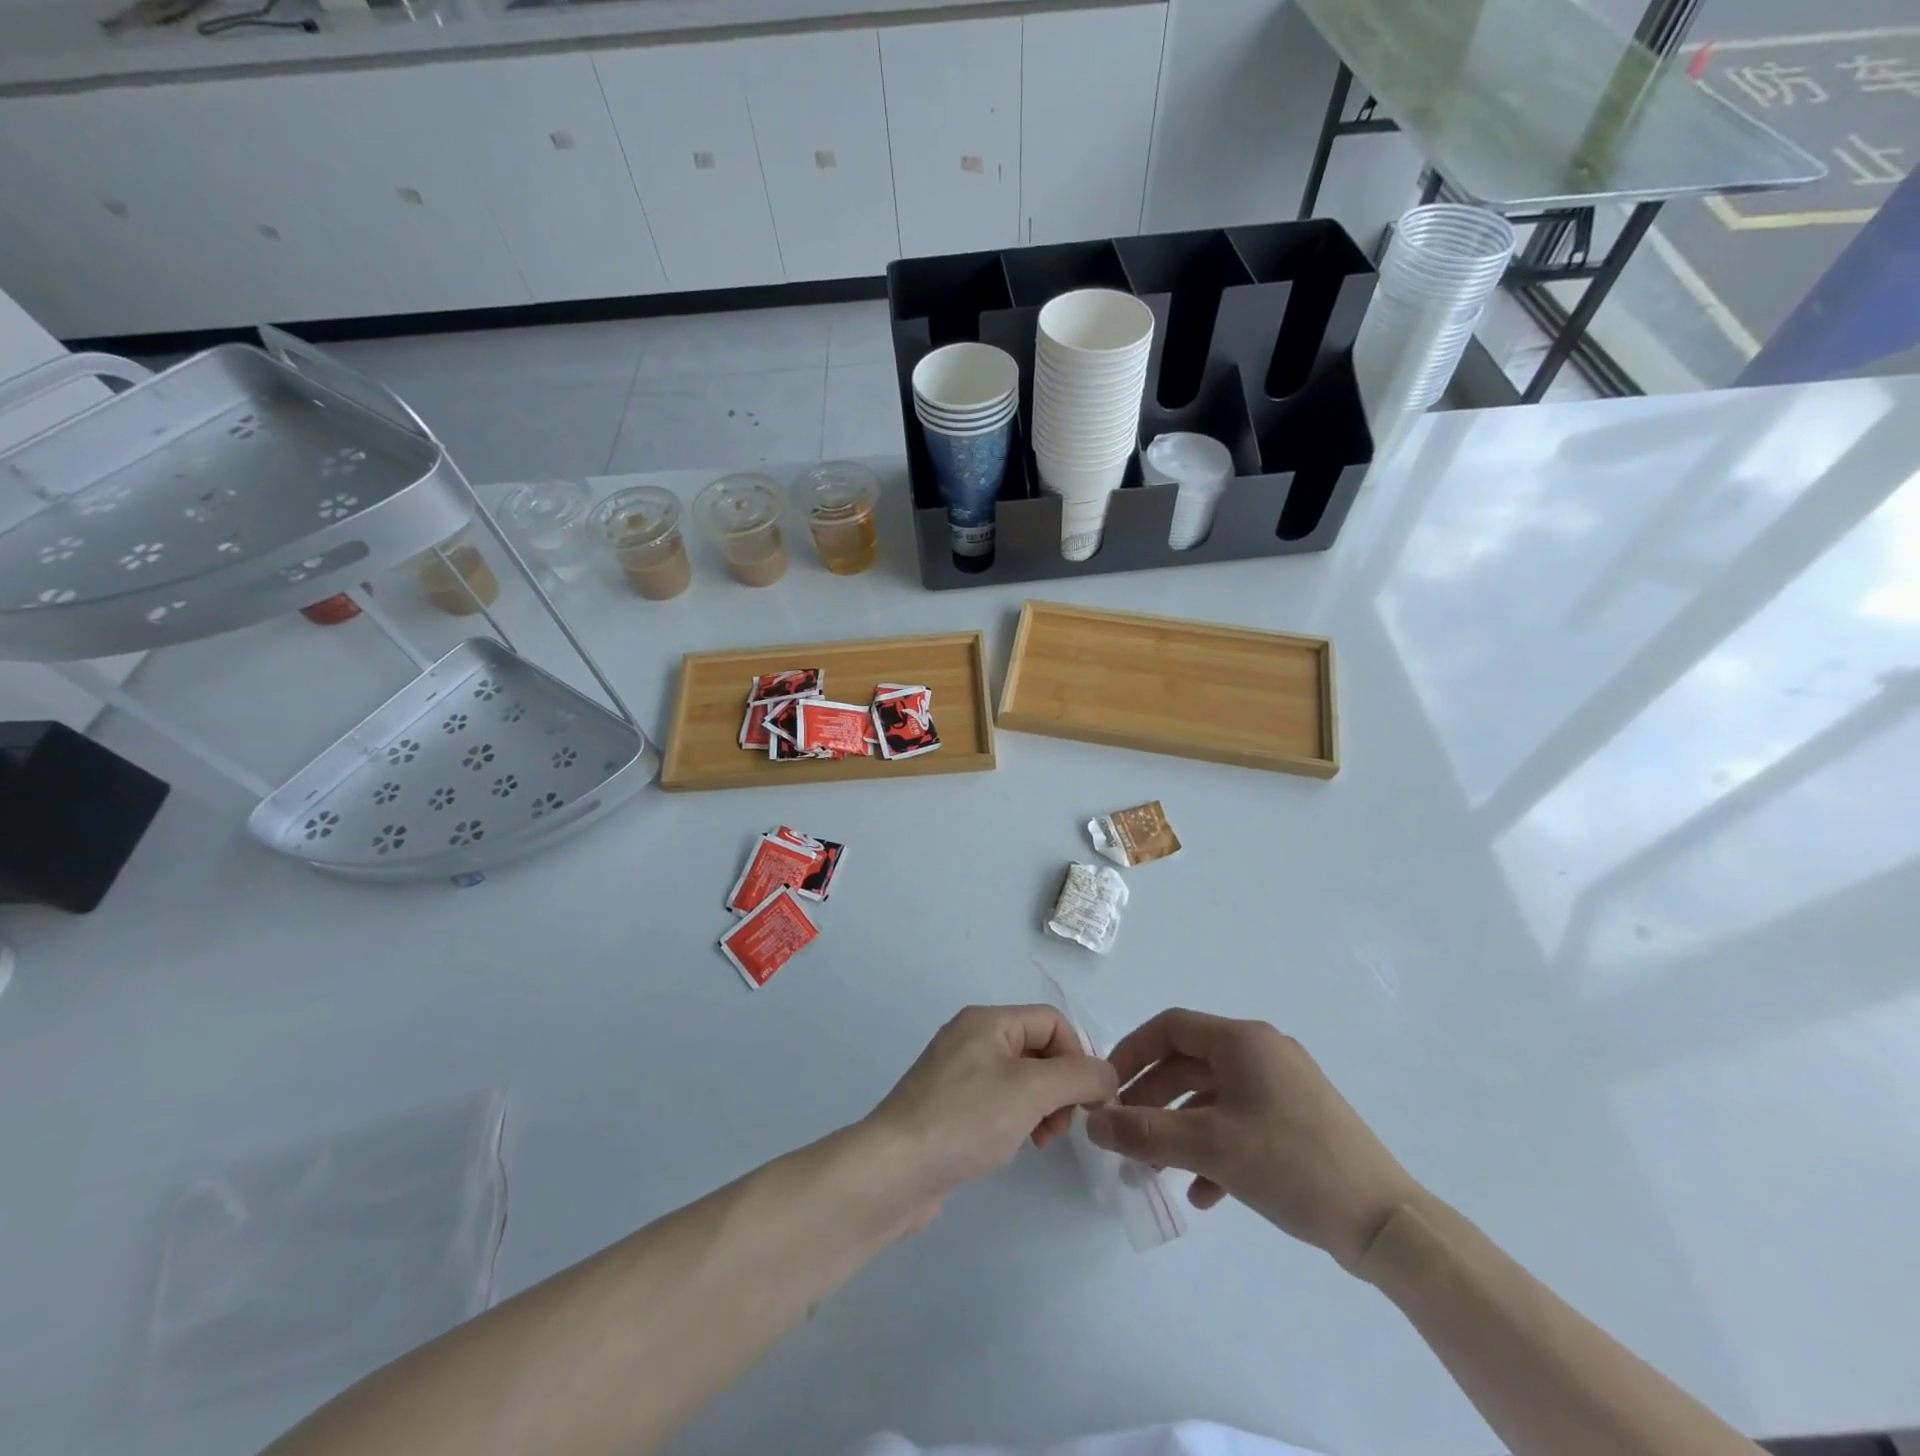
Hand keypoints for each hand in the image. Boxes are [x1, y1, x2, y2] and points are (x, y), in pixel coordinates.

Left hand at [867, 1005, 1117, 1212]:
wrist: (895, 1169)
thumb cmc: (966, 1119)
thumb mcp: (1031, 1090)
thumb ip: (1078, 1077)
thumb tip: (1107, 1075)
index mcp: (987, 1021)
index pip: (1052, 1022)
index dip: (1078, 1056)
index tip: (1087, 1101)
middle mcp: (971, 1037)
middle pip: (1037, 1049)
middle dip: (1060, 1086)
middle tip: (1060, 1127)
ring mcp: (956, 1072)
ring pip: (1020, 1079)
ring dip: (1041, 1107)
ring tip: (1039, 1140)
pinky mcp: (947, 1106)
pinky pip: (997, 1102)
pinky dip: (1015, 1119)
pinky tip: (1011, 1146)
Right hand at [1086, 1009, 1421, 1269]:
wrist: (1386, 1223)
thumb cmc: (1292, 1165)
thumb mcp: (1211, 1147)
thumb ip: (1145, 1132)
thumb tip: (1093, 1122)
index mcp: (1243, 1041)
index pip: (1171, 1027)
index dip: (1133, 1051)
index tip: (1109, 1086)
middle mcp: (1262, 1051)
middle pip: (1189, 1062)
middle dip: (1153, 1099)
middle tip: (1126, 1133)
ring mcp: (1284, 1086)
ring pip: (1213, 1096)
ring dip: (1180, 1128)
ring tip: (1157, 1169)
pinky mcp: (1298, 1120)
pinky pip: (1241, 1121)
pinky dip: (1215, 1147)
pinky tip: (1203, 1192)